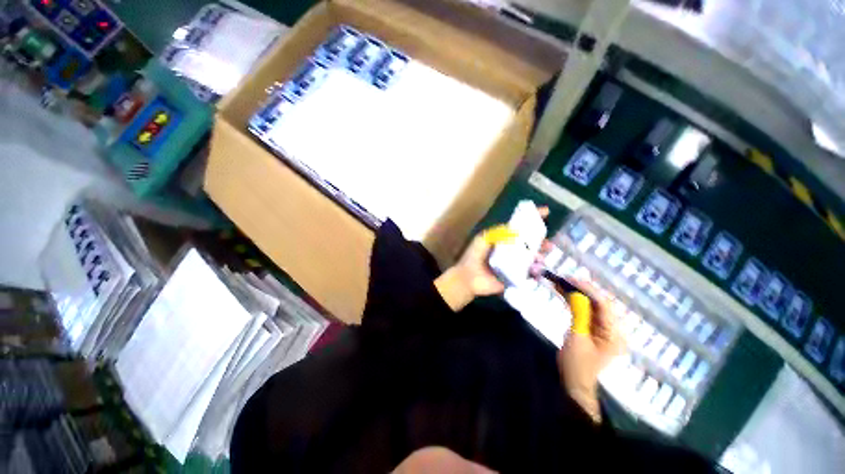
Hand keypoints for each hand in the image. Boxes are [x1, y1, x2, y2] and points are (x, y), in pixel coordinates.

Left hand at [434, 208, 548, 311]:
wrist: (469, 277)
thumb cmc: (474, 256)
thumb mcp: (483, 239)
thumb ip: (497, 232)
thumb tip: (514, 227)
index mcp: (503, 240)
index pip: (520, 229)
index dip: (531, 221)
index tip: (545, 212)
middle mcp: (511, 251)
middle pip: (529, 244)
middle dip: (541, 242)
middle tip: (548, 244)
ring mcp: (514, 264)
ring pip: (532, 258)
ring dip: (540, 256)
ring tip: (541, 257)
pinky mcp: (515, 277)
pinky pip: (529, 273)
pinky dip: (535, 271)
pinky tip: (536, 269)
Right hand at [554, 278, 624, 422]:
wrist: (574, 383)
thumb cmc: (576, 364)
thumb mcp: (576, 337)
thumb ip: (579, 314)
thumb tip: (575, 294)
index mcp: (614, 333)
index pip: (603, 305)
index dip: (587, 289)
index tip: (570, 279)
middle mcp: (613, 328)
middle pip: (599, 302)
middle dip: (581, 289)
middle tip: (563, 279)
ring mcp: (603, 329)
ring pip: (591, 304)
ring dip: (575, 293)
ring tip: (560, 282)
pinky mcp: (593, 329)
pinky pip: (585, 310)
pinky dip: (573, 301)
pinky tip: (562, 293)